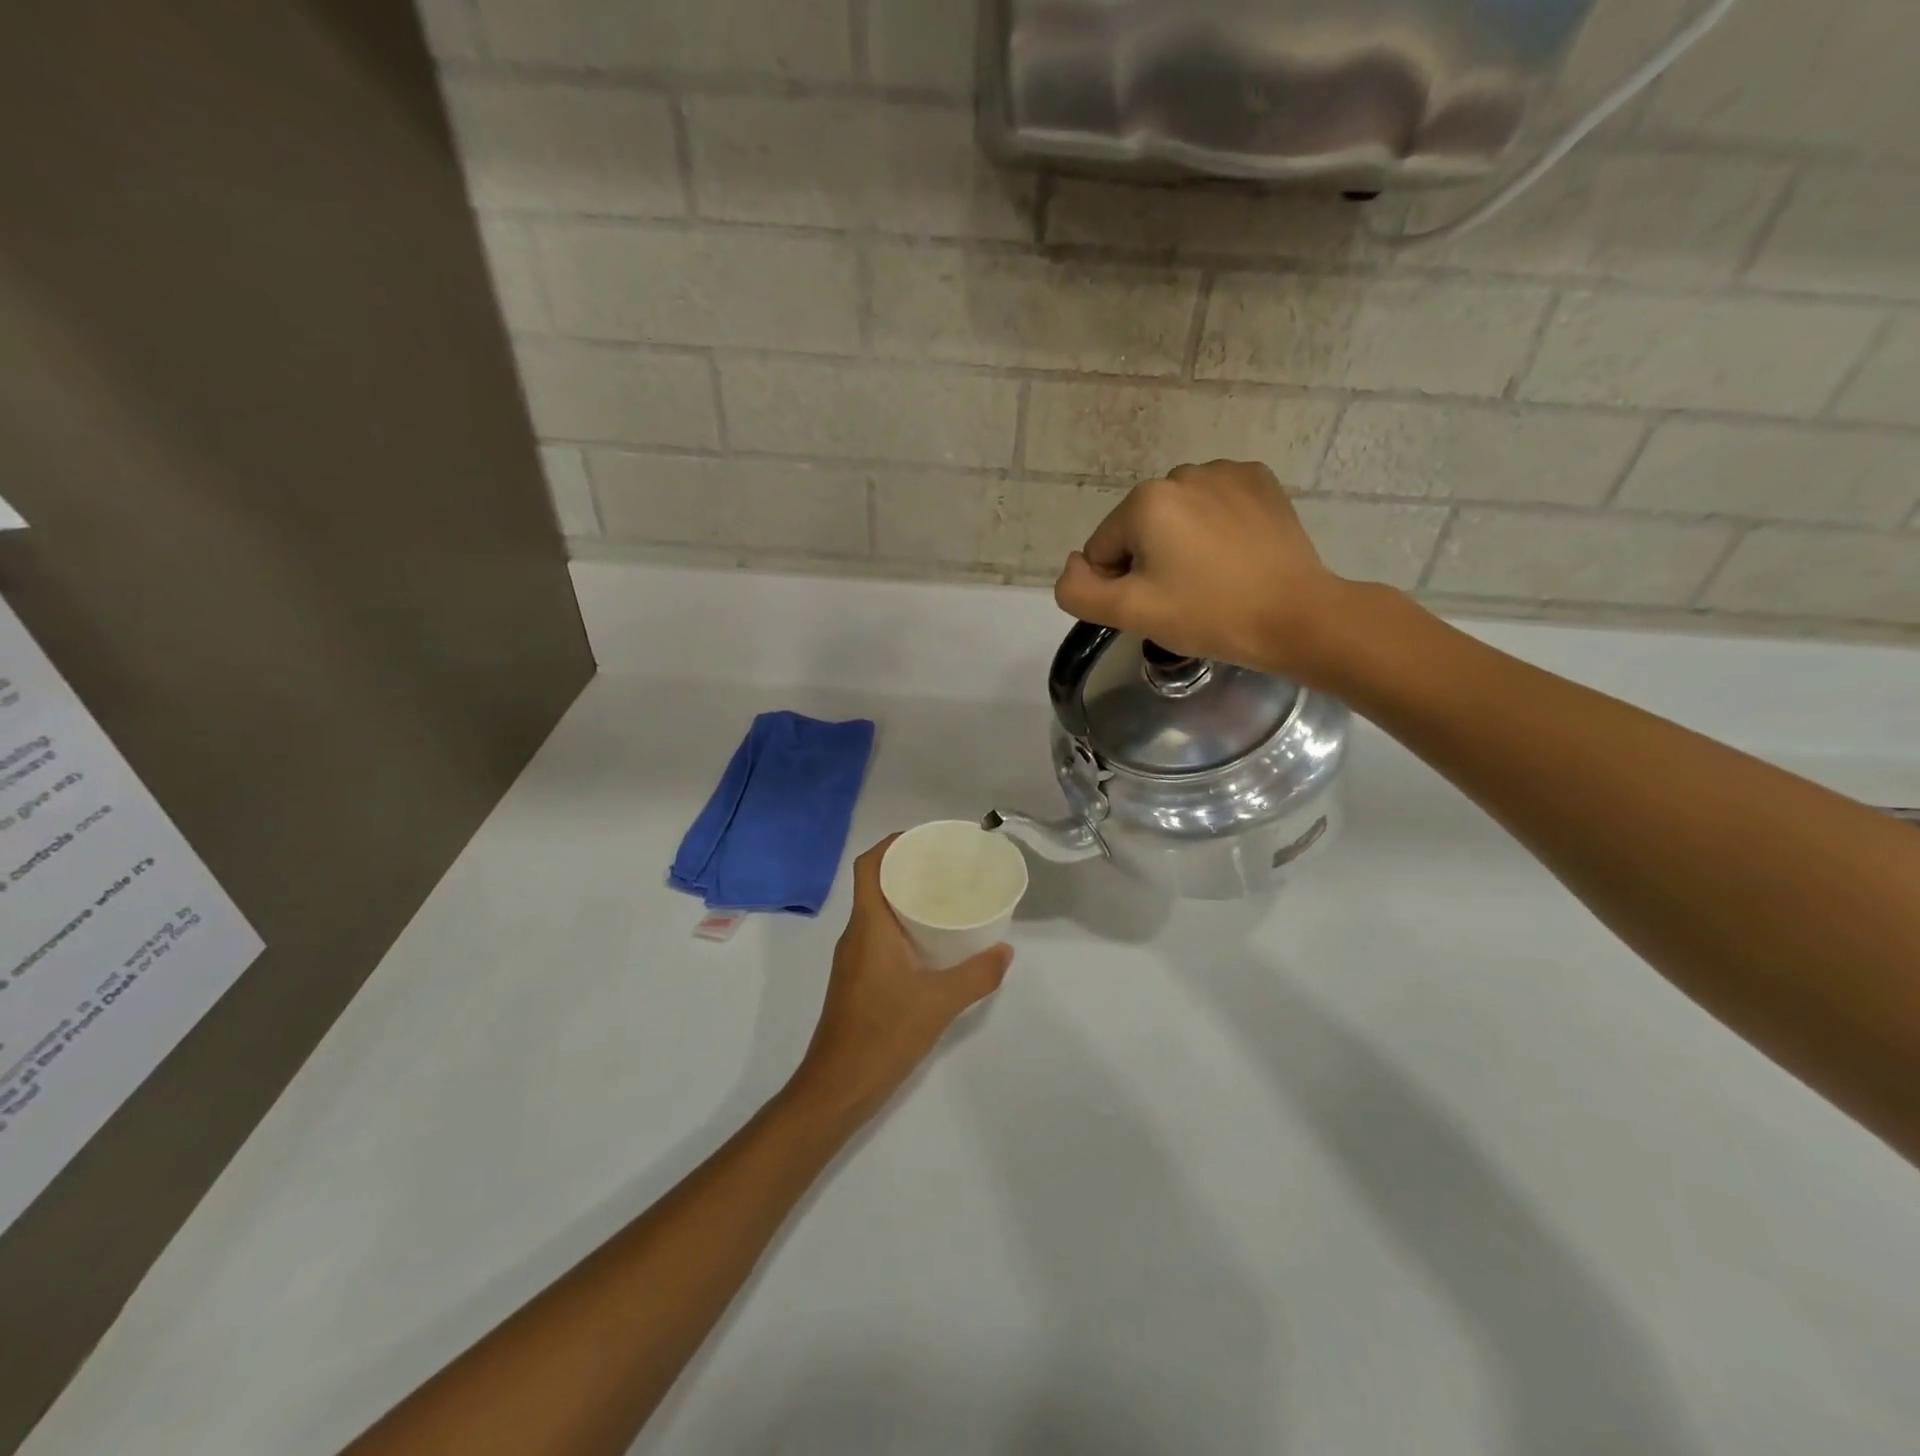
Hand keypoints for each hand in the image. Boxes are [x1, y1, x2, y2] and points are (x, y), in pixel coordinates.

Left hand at [788, 837, 1012, 1120]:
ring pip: (877, 913)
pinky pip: (880, 937)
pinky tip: (933, 943)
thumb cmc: (883, 1035)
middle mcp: (856, 936)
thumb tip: (1005, 950)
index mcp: (868, 927)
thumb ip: (977, 975)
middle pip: (874, 885)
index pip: (868, 867)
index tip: (923, 839)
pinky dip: (903, 927)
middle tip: (946, 867)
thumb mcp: (939, 1003)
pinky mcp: (858, 981)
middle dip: (906, 869)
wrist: (838, 1087)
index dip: (890, 845)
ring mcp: (854, 960)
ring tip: (945, 898)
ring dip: (905, 898)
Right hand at [1051, 460, 1354, 681]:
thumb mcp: (1129, 613)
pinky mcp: (1259, 481)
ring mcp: (1225, 472)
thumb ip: (1078, 590)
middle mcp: (1181, 473)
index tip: (1157, 606)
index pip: (1102, 549)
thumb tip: (1073, 565)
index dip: (1120, 585)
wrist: (1296, 616)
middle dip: (1150, 561)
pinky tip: (1235, 555)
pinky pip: (1213, 504)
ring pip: (1176, 516)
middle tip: (1185, 596)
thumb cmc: (1208, 615)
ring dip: (1182, 544)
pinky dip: (1215, 527)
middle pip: (1139, 529)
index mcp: (1145, 501)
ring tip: (1214, 577)